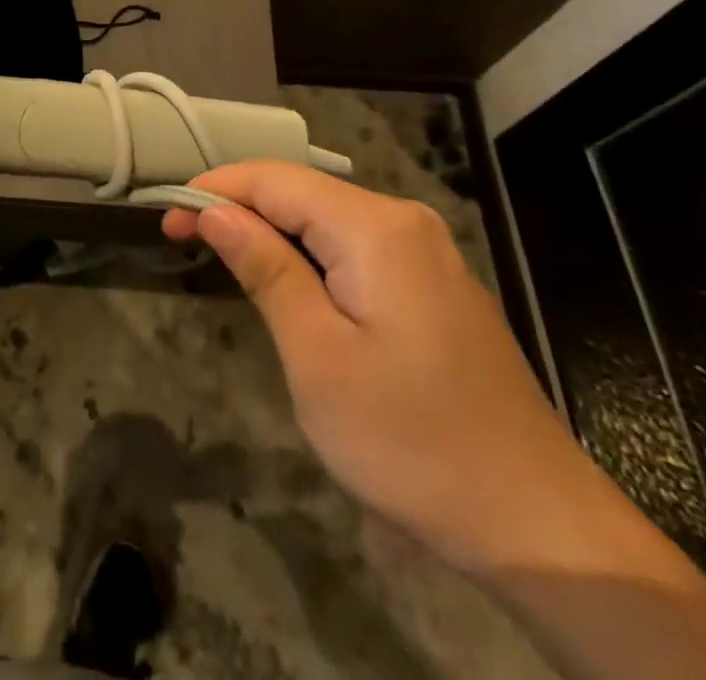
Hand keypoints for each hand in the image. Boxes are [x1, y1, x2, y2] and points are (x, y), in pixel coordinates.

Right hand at [163, 161, 630, 577]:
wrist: (539, 525)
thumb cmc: (412, 442)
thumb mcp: (318, 357)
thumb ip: (266, 270)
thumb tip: (216, 211)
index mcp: (376, 228)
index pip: (275, 180)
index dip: (214, 189)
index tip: (166, 217)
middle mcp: (404, 221)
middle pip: (301, 192)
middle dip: (238, 207)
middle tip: (182, 239)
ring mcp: (426, 252)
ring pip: (327, 218)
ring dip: (270, 230)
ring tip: (221, 255)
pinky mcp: (434, 284)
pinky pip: (355, 246)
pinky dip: (308, 254)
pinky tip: (287, 280)